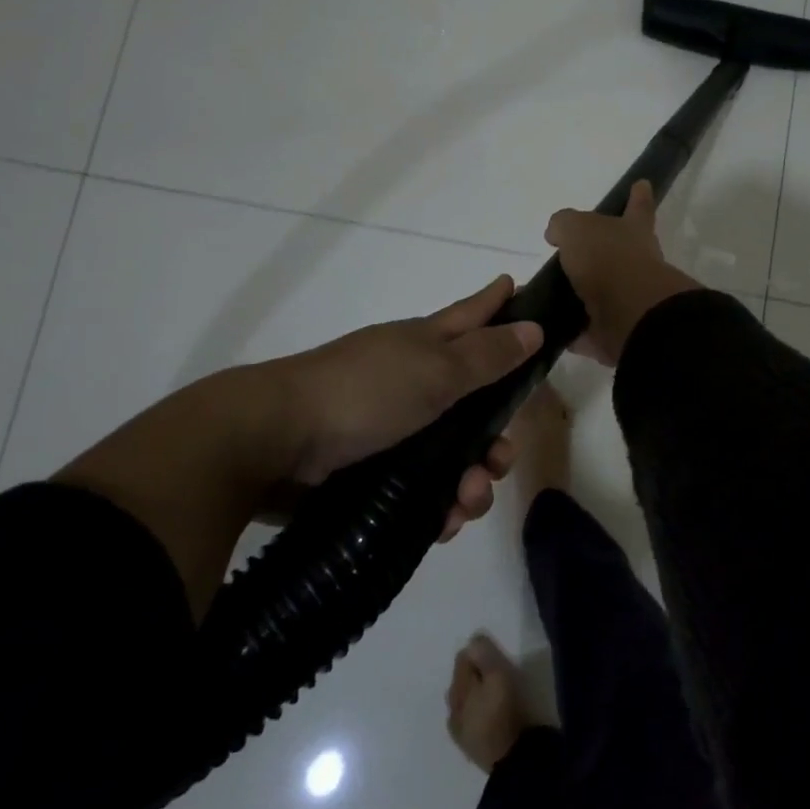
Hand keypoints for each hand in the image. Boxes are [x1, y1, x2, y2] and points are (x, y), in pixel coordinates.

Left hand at [244, 275, 543, 538]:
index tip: (517, 286)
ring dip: (471, 480)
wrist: (275, 442)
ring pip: (452, 453)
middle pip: (473, 402)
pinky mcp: (373, 470)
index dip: (496, 303)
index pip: (471, 316)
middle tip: (501, 459)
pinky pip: (424, 488)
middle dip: (496, 435)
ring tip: (467, 502)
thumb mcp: (436, 370)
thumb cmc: (365, 392)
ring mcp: (391, 427)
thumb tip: (533, 327)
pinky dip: (440, 505)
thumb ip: (487, 354)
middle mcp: (413, 382)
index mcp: (426, 345)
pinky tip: (444, 522)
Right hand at [545, 181, 700, 365]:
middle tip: (572, 256)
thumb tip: (557, 234)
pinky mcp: (615, 331)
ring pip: (600, 294)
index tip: (642, 184)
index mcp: (632, 231)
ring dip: (580, 295)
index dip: (638, 196)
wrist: (630, 315)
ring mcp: (628, 300)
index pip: (637, 206)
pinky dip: (571, 330)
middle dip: (601, 253)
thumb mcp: (577, 228)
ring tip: (547, 295)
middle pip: (617, 253)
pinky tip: (546, 327)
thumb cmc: (608, 259)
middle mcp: (636, 263)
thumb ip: (564, 225)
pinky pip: (588, 329)